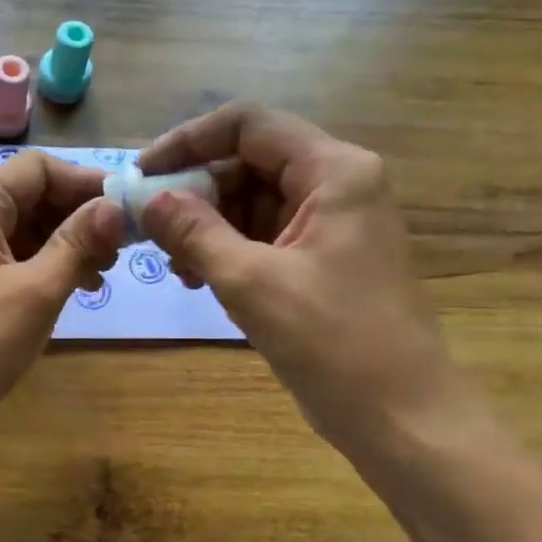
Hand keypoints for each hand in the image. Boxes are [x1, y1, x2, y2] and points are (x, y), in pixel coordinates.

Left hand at [0, 151, 125, 465]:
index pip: (37, 170)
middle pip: (31, 197)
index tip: (128, 209)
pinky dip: (47, 269)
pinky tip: (77, 290)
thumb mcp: (36, 292)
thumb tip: (116, 206)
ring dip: (67, 244)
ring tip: (104, 273)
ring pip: (26, 232)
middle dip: (79, 216)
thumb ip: (78, 243)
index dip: (85, 182)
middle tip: (122, 248)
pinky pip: (14, 262)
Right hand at [137, 102, 456, 455]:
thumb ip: (194, 232)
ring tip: (175, 265)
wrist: (400, 415)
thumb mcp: (250, 282)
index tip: (142, 174)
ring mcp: (330, 223)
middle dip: (194, 192)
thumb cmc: (333, 341)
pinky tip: (197, 278)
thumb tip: (146, 199)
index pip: (248, 125)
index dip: (188, 141)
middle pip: (247, 162)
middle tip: (148, 229)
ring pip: (250, 201)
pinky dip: (226, 250)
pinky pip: (262, 235)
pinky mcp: (321, 258)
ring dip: (205, 225)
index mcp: (334, 171)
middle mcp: (336, 184)